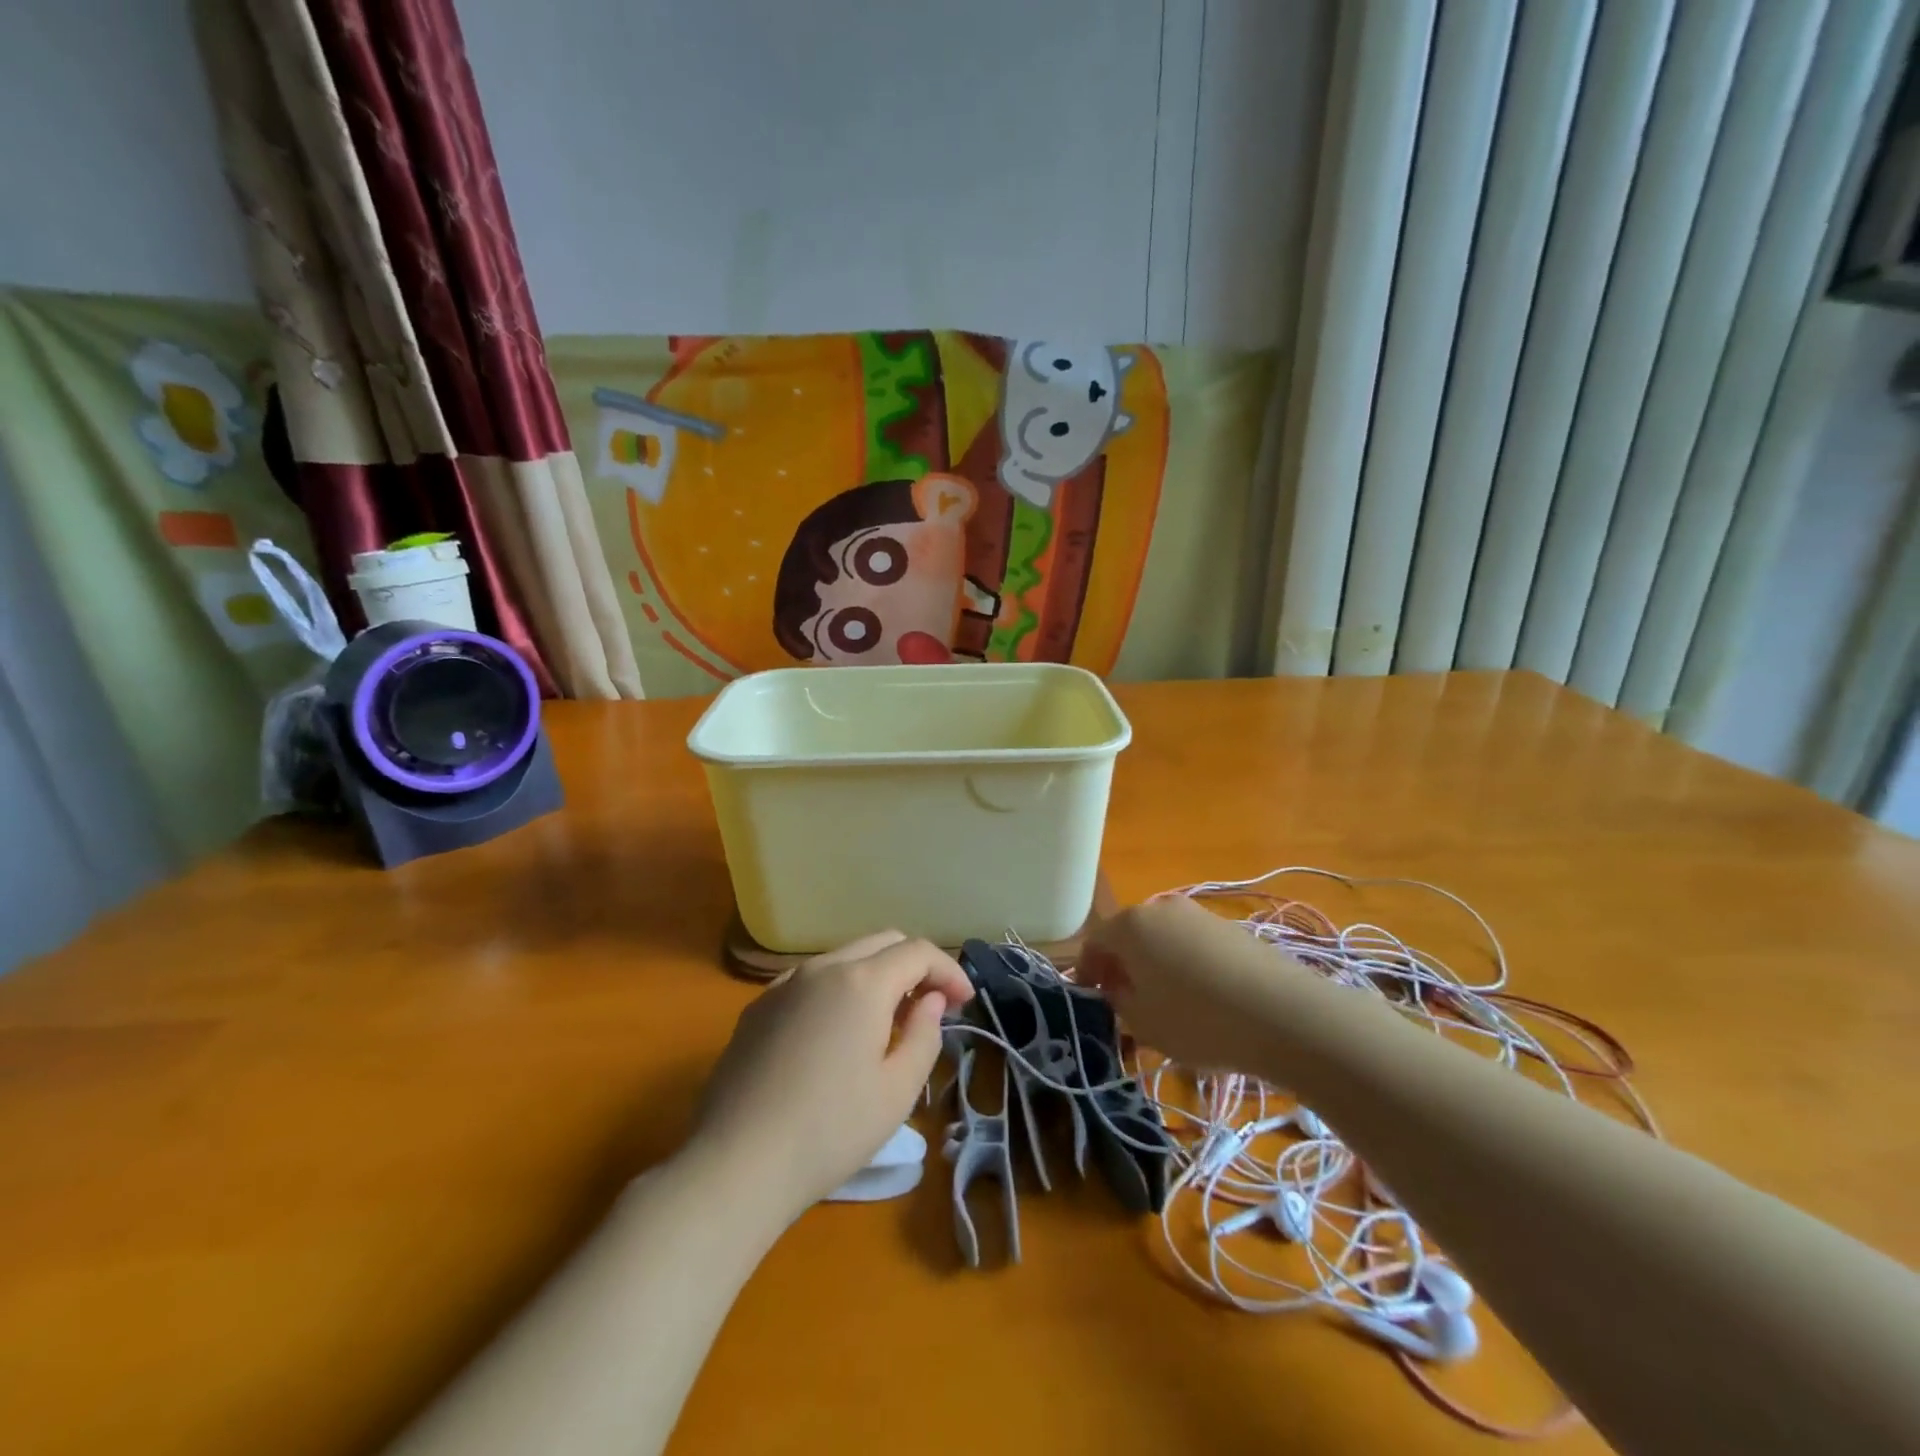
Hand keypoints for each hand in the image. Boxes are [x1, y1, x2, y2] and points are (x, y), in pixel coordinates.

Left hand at [689, 932, 973, 1220]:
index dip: (949, 970)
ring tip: (887, 1023)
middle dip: (915, 966)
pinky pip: (811, 981)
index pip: (918, 951)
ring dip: (876, 976)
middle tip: (931, 1007)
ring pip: (844, 958)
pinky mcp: (758, 1008)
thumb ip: (925, 1034)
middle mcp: (822, 967)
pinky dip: (840, 991)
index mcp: (862, 982)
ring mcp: (784, 984)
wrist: (736, 1163)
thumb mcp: (897, 1090)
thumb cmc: (830, 1130)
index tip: (964, 1003)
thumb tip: (930, 1001)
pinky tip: (837, 1035)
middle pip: (882, 943)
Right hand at [1082, 896, 1306, 1069]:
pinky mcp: (1231, 928)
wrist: (1283, 1014)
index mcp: (1130, 925)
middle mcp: (1161, 908)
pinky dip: (1186, 965)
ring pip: (1163, 939)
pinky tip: (1203, 999)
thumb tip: (1117, 988)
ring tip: (1167, 1004)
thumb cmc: (1197, 1020)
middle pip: (1129, 935)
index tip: (1092, 999)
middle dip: (1122, 966)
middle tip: (1126, 1003)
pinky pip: (1193, 945)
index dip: (1086, 971)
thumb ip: (1118, 1001)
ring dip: (1155, 965)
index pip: (1094, 942)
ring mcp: (1199, 914)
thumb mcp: (1142, 1023)